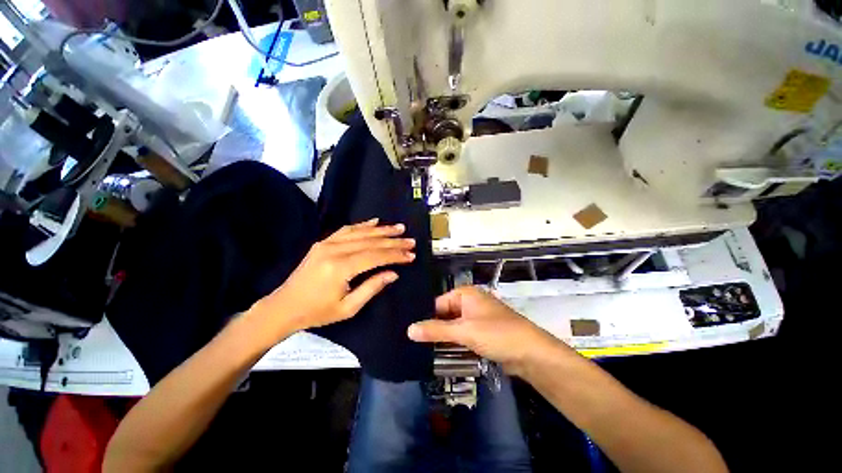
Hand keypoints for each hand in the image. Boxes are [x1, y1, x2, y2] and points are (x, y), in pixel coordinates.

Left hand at [250, 219, 415, 341]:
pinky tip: (375, 221)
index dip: (395, 255)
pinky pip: (346, 230)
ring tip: (399, 228)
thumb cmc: (318, 312)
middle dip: (393, 241)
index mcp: (340, 268)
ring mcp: (327, 243)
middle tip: (410, 240)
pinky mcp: (323, 242)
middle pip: (370, 242)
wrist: (284, 306)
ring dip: (382, 230)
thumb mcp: (348, 308)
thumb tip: (393, 273)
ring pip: (360, 233)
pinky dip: (362, 225)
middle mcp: (334, 250)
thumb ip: (372, 287)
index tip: (411, 254)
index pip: (375, 256)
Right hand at [407, 286, 566, 374]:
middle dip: (434, 330)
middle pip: (445, 315)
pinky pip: (463, 336)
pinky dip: (455, 344)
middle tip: (414, 345)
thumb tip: (409, 330)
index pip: (438, 303)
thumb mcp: (464, 331)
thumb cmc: (496, 334)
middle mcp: (470, 302)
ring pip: (454, 327)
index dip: (426, 317)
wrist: (532, 354)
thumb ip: (435, 330)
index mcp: (465, 294)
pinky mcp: (483, 333)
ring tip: (423, 352)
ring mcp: (477, 318)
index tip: (411, 333)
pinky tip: (442, 354)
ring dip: (444, 339)